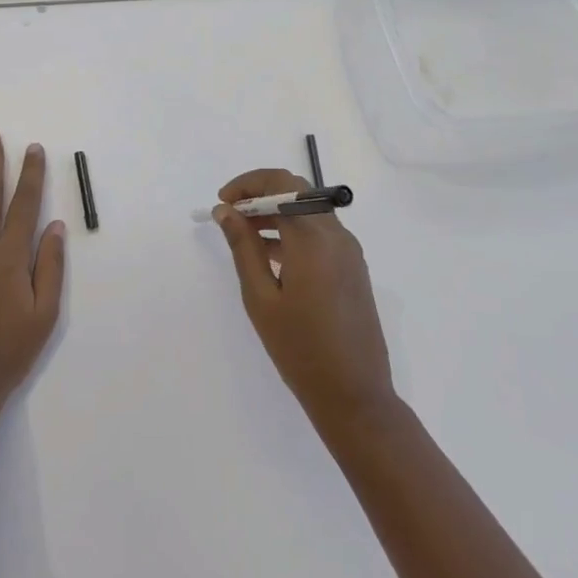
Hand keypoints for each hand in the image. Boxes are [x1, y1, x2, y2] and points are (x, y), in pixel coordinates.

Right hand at [213, 169, 395, 430]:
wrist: (354, 394)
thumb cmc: (300, 348)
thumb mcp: (261, 298)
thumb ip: (243, 248)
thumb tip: (225, 211)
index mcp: (314, 239)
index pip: (282, 184)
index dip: (249, 184)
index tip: (223, 202)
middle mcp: (336, 236)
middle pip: (298, 193)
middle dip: (260, 195)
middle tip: (229, 215)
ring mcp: (349, 252)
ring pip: (309, 213)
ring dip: (276, 213)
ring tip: (242, 236)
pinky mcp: (353, 268)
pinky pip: (320, 234)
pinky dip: (293, 232)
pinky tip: (269, 256)